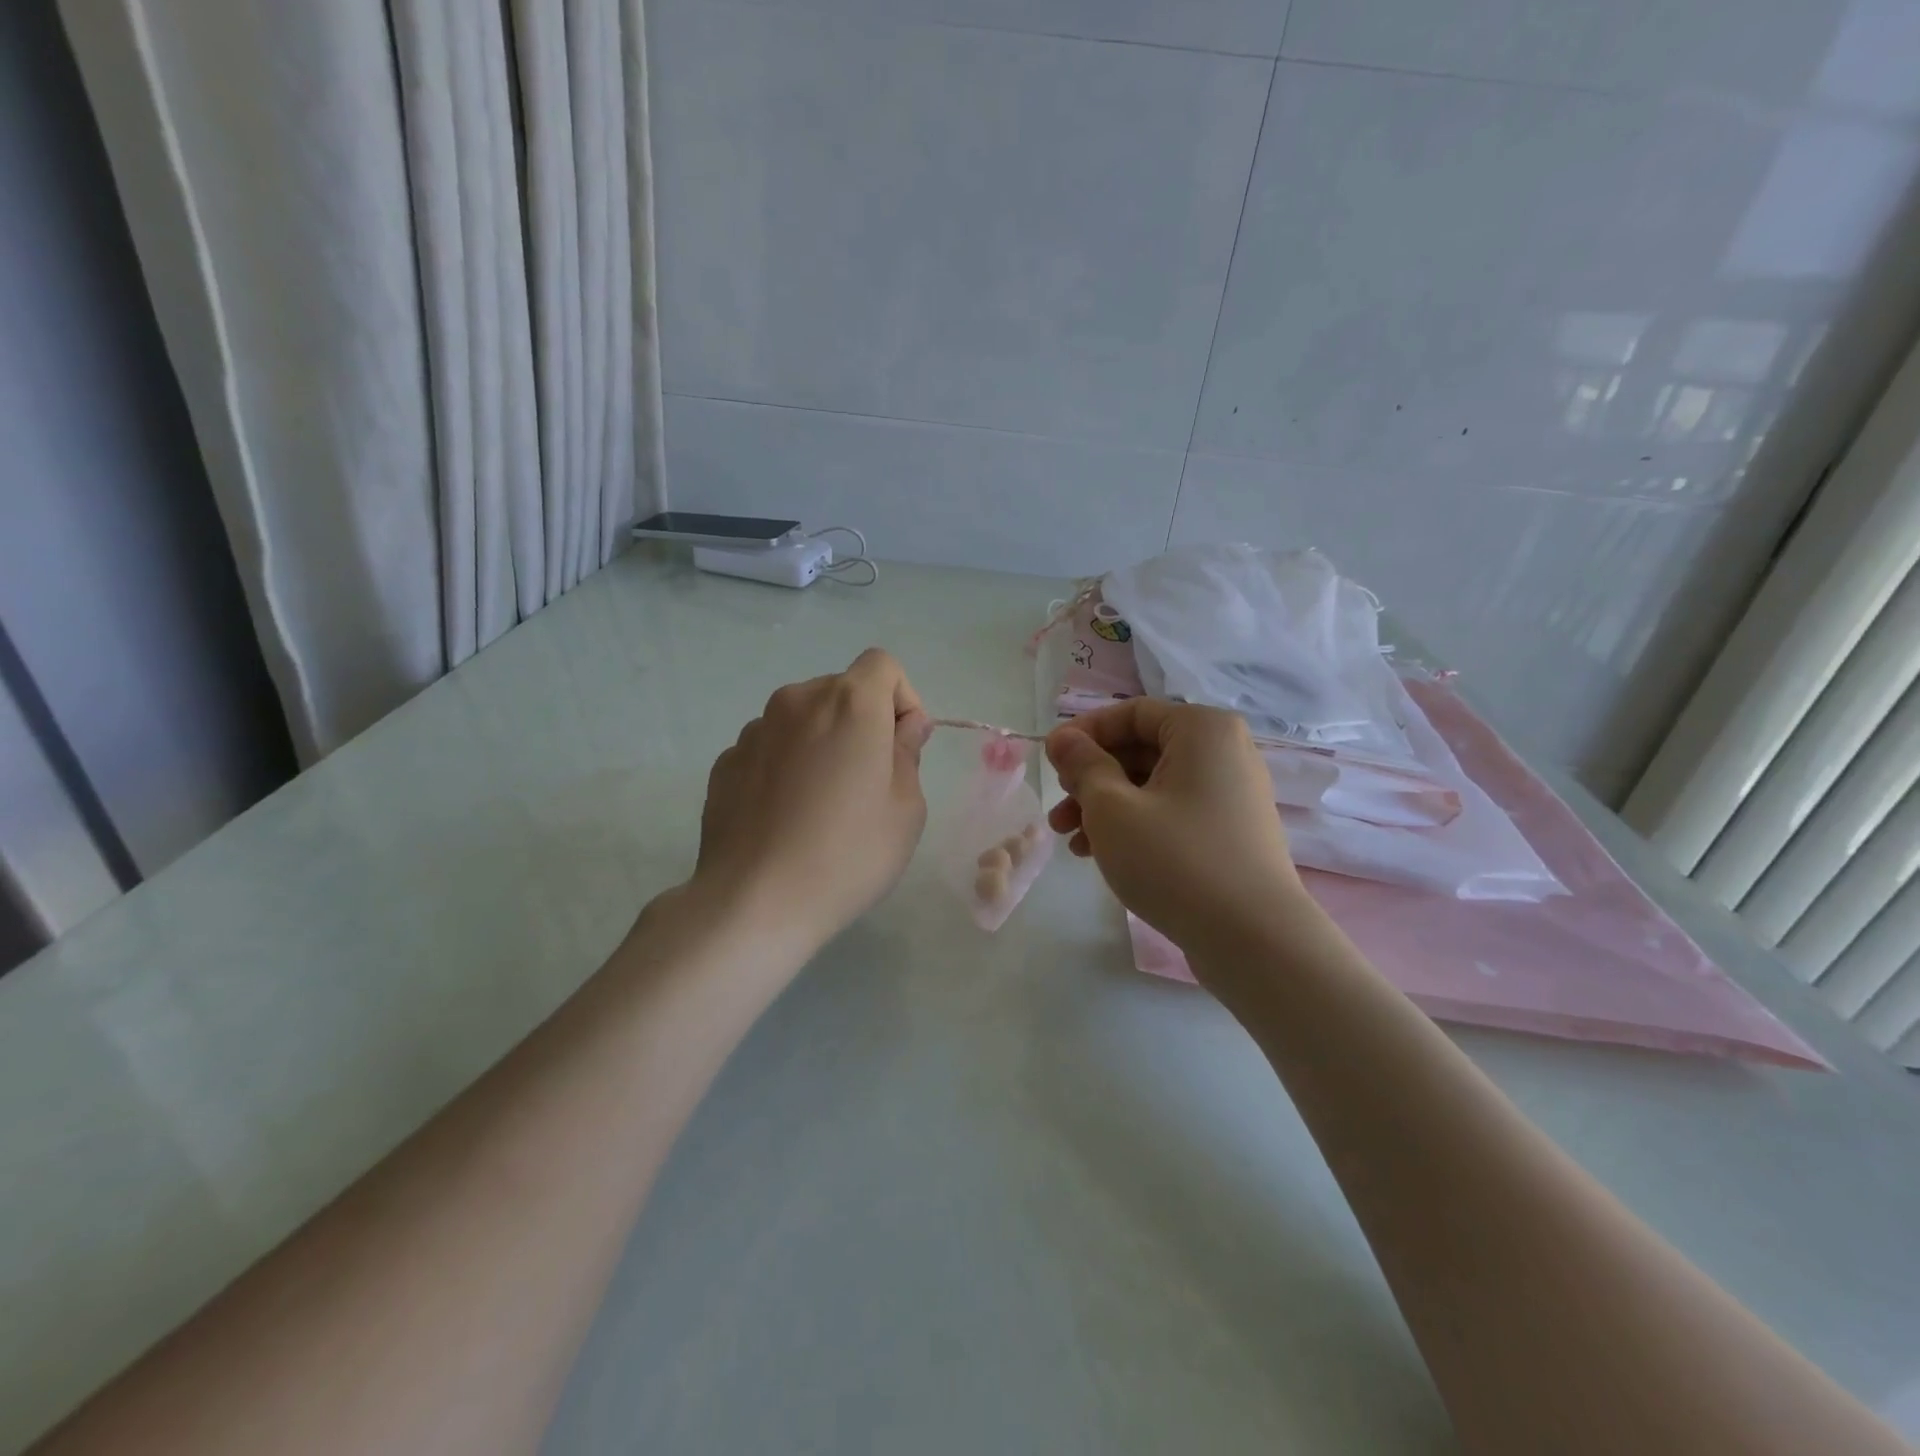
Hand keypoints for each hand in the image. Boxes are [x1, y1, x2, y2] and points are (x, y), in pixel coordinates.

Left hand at [686, 648, 931, 954]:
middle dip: (862, 722)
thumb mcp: (906, 809)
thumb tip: (902, 726)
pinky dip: (785, 766)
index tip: (902, 747)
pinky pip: (770, 748)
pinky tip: (785, 817)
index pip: (883, 665)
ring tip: (821, 804)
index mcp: (849, 704)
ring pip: (803, 720)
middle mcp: (796, 701)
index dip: (902, 699)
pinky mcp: (725, 762)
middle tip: (868, 782)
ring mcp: (754, 730)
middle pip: (841, 691)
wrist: (754, 902)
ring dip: (821, 743)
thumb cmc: (848, 854)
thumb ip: (908, 753)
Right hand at [1045, 701, 1306, 956]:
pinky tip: (1101, 854)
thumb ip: (1082, 766)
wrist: (1253, 940)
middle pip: (1141, 749)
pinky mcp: (1230, 832)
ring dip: (1106, 806)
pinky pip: (1172, 812)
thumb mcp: (1112, 808)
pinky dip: (1135, 825)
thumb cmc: (1175, 860)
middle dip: (1091, 778)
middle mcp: (1224, 752)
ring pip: (1153, 786)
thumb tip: (1062, 738)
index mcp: (1202, 729)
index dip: (1084, 733)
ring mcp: (1231, 795)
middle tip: (1057, 809)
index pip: (1131, 713)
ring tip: (1070, 840)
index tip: (1050, 761)